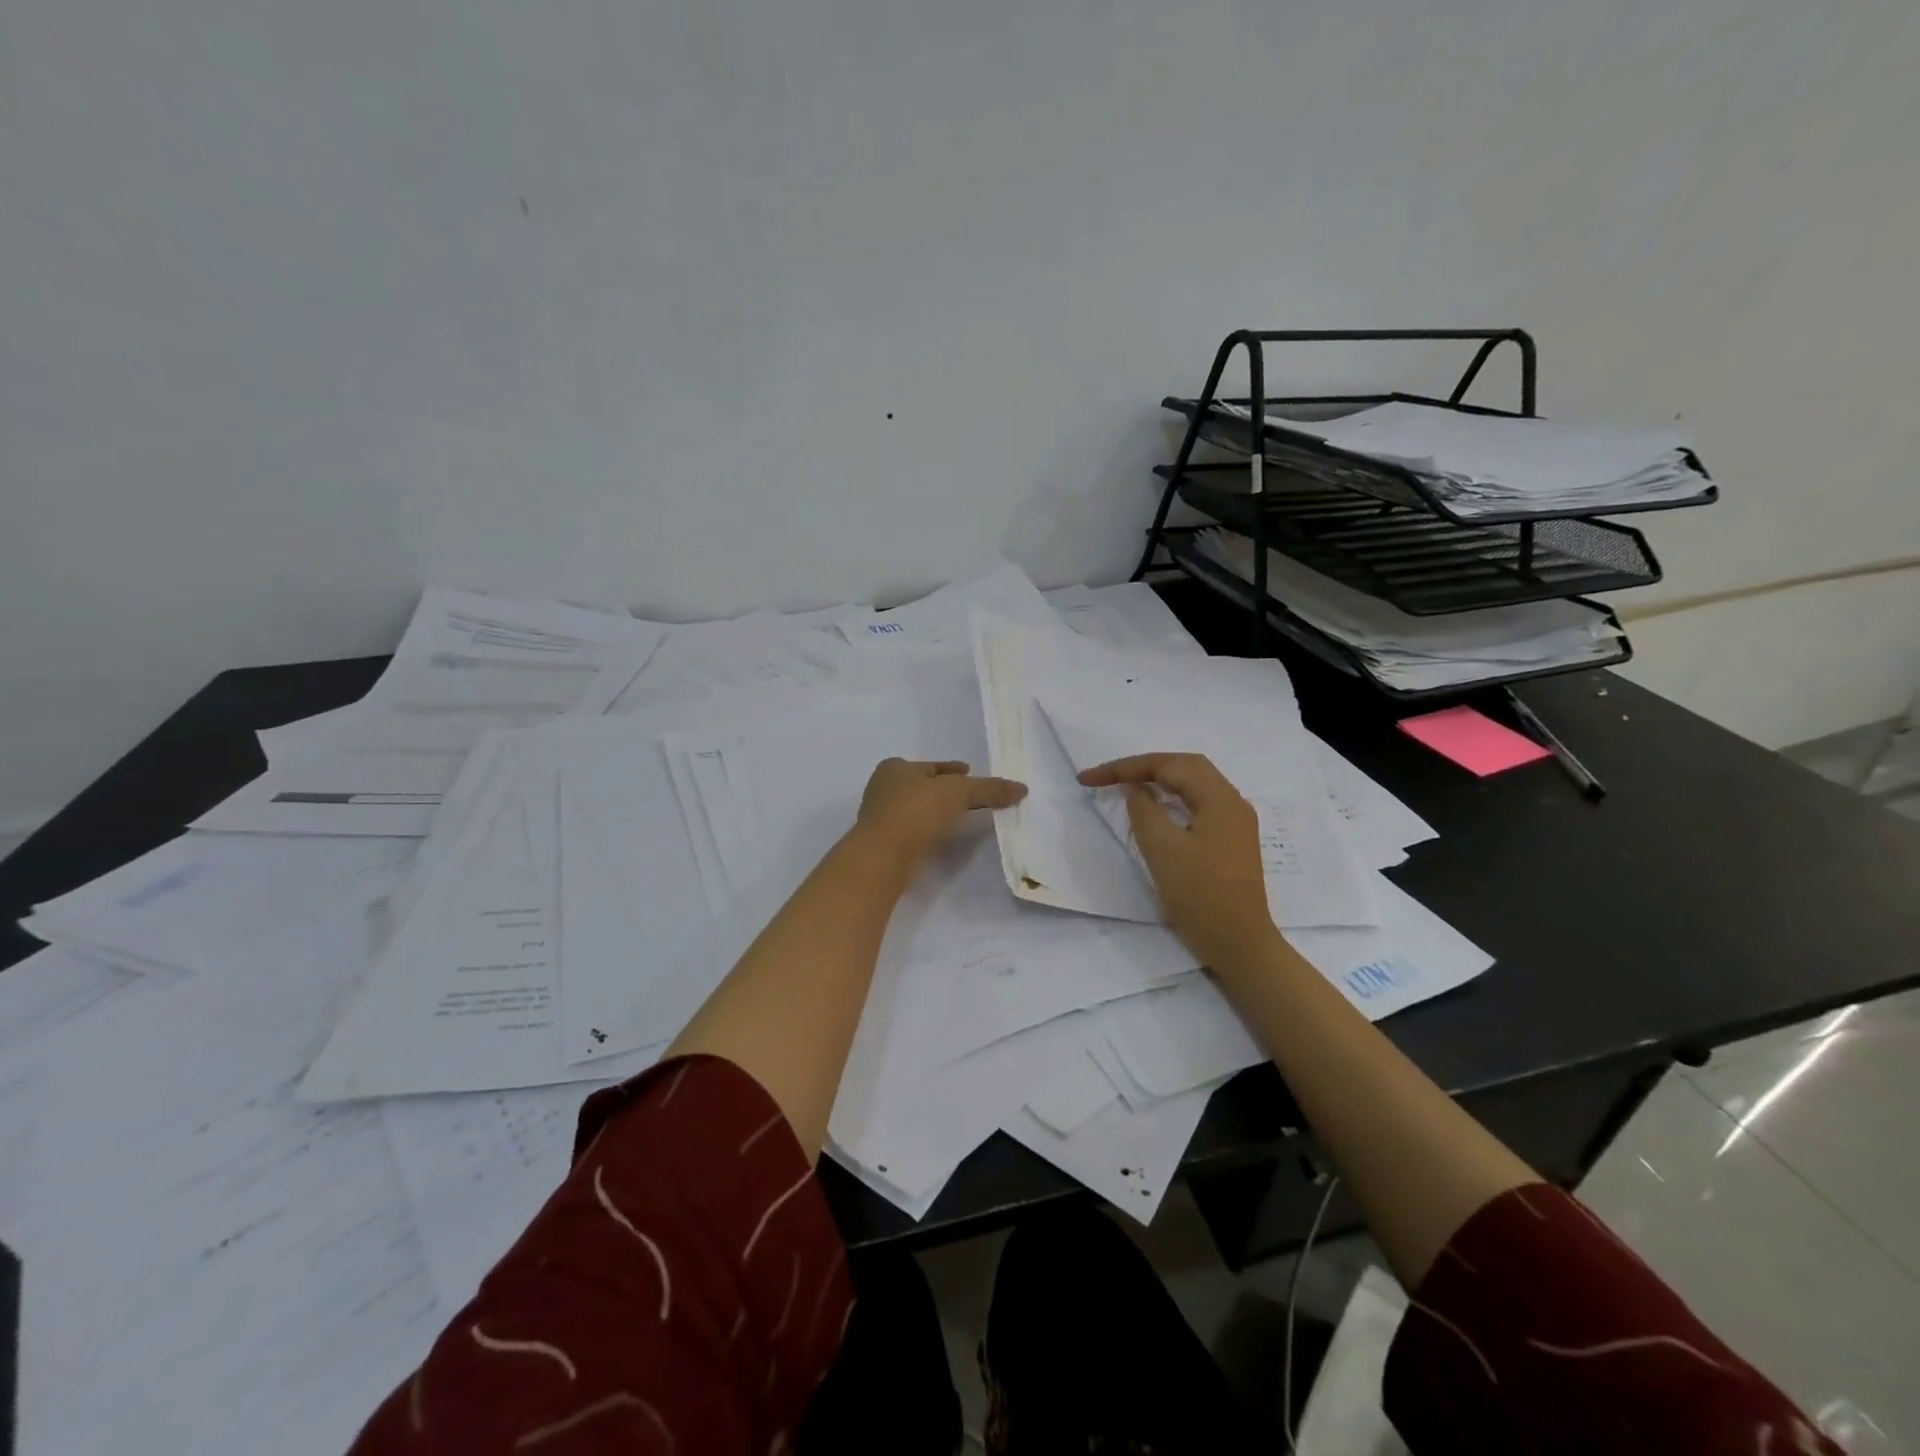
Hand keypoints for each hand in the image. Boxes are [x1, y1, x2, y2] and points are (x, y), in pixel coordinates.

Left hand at [856, 758, 1026, 864]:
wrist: (883, 856)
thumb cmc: (917, 810)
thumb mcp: (959, 792)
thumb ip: (989, 789)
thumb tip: (1022, 788)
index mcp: (895, 768)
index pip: (931, 766)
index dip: (952, 769)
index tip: (969, 773)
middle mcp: (883, 789)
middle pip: (923, 786)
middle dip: (944, 790)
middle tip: (971, 797)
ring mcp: (881, 819)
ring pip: (917, 810)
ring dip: (937, 812)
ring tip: (961, 819)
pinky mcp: (884, 845)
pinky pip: (913, 832)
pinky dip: (929, 831)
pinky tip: (943, 837)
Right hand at [1078, 753, 1279, 975]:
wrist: (1239, 944)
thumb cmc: (1200, 896)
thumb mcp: (1162, 849)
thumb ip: (1144, 809)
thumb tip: (1136, 788)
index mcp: (1220, 799)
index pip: (1169, 765)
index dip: (1126, 767)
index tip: (1089, 778)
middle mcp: (1232, 802)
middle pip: (1185, 766)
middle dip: (1144, 766)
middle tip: (1108, 776)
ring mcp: (1235, 822)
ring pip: (1194, 783)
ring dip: (1159, 778)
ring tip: (1126, 784)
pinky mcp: (1230, 839)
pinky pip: (1198, 803)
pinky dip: (1172, 796)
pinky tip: (1155, 806)